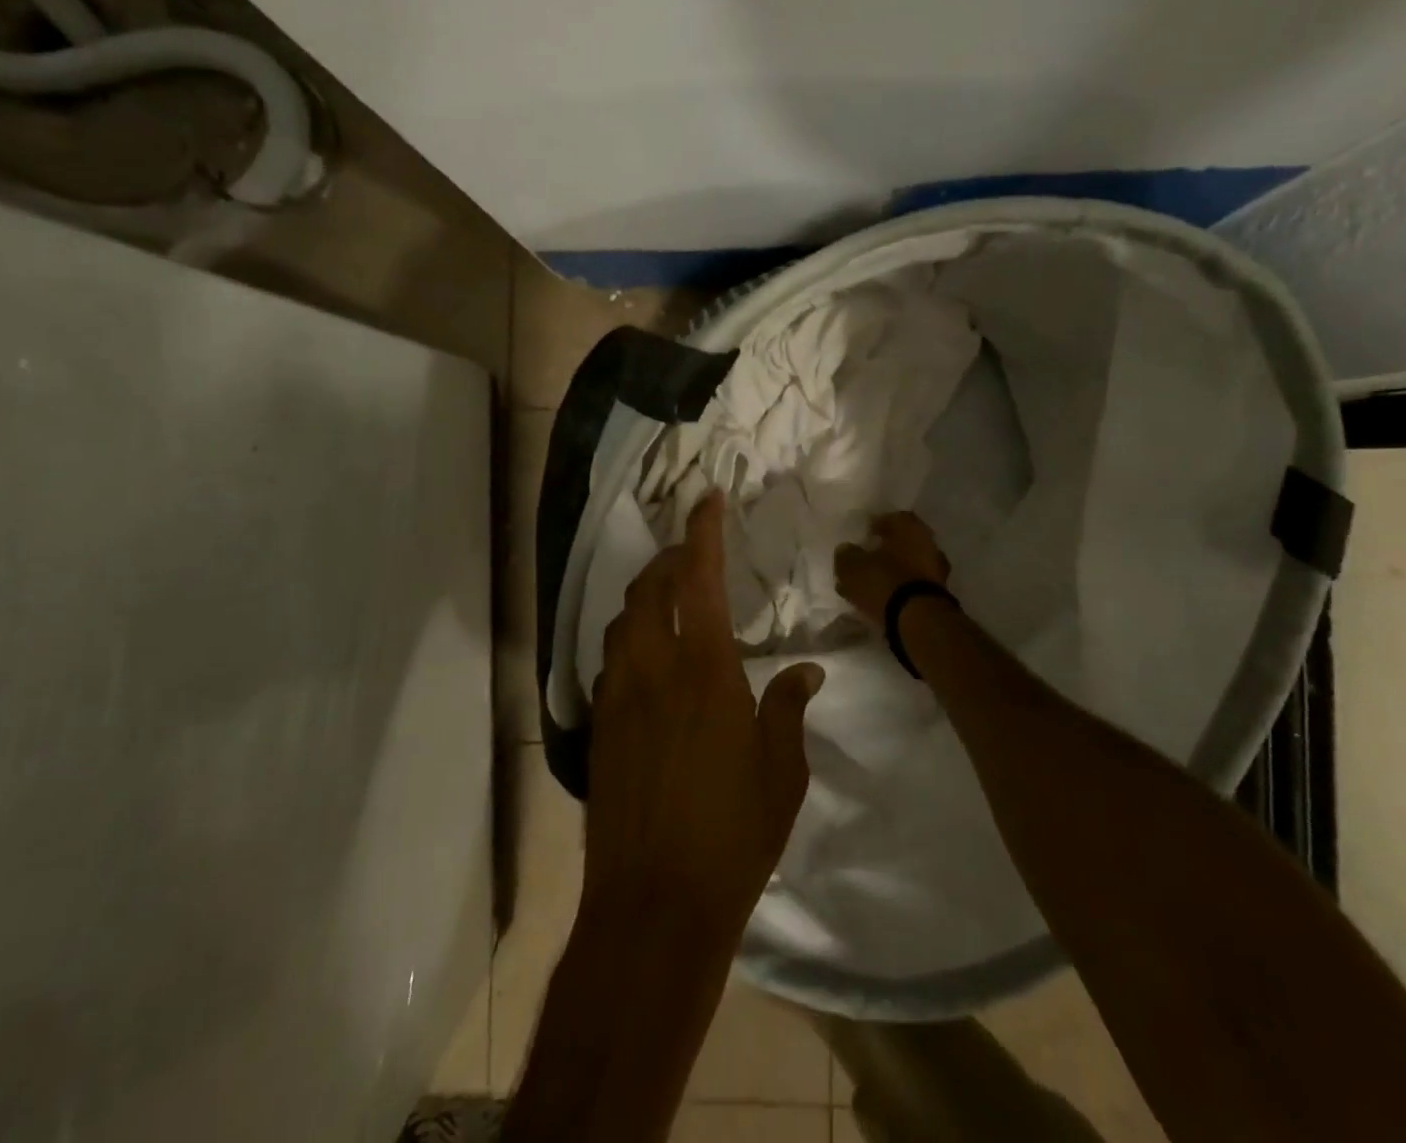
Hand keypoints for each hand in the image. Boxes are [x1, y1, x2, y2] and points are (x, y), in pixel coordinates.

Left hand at [585, 490, 824, 940]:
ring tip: (669, 598)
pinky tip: (649, 658)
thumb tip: (805, 669)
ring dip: (644, 597)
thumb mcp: (782, 773)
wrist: (653, 906)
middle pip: (648, 591)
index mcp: (706, 673)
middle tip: (690, 552)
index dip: (702, 533)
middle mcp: (654, 672)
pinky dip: (629, 638)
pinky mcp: (600, 729)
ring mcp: (619, 699)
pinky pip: (611, 661)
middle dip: (667, 559)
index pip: (699, 581)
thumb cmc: (732, 836)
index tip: (707, 498)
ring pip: (621, 622)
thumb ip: (790, 709)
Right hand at [834, 511, 951, 626]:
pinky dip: (899, 591)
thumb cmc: (885, 582)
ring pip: (908, 567)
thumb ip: (847, 555)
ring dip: (892, 572)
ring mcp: (937, 571)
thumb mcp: (852, 566)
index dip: (877, 525)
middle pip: (903, 543)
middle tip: (866, 559)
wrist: (919, 621)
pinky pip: (913, 587)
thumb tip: (846, 550)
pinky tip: (883, 600)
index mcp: (910, 527)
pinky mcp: (937, 596)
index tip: (864, 535)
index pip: (893, 518)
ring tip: (870, 585)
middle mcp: (928, 544)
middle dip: (885, 550)